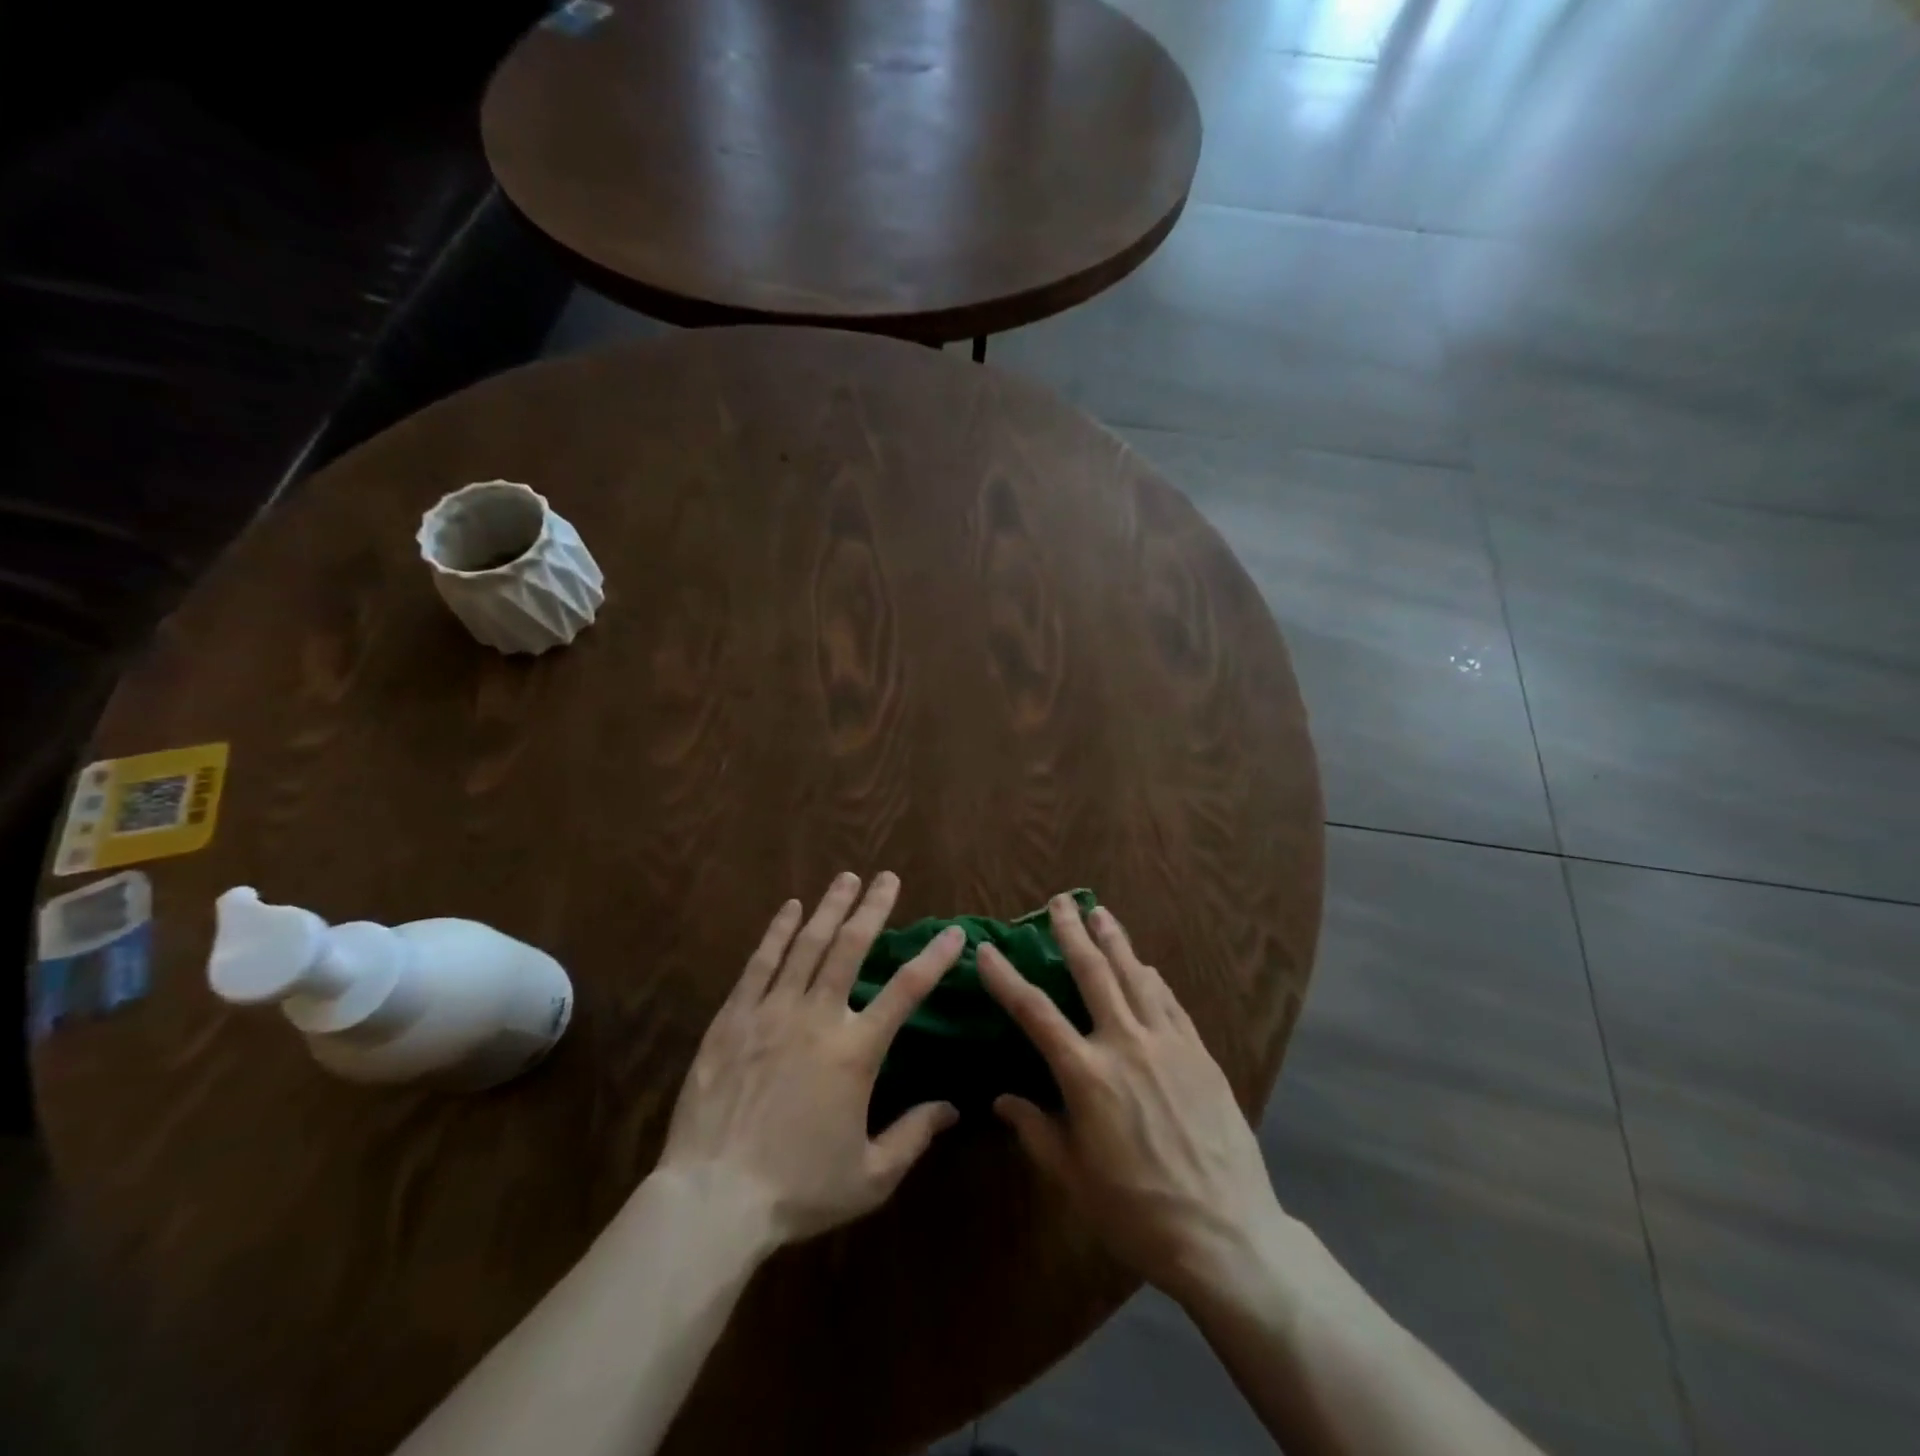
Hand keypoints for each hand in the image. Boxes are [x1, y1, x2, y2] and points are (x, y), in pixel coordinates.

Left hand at [657, 872, 965, 1246]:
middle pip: (851, 948)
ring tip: (846, 878)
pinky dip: (778, 932)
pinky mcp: (733, 1018)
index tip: (952, 932)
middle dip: (873, 908)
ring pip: (807, 945)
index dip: (934, 958)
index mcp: (856, 1052)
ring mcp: (771, 1012)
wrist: (713, 1199)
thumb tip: (952, 1109)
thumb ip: (914, 1136)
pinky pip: (760, 963)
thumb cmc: (797, 1190)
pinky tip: (790, 908)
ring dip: (830, 908)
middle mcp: (818, 1017)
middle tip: (887, 878)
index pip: (907, 991)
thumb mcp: (870, 1177)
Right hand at [979, 897, 1284, 1304]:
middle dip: (1072, 932)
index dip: (1006, 977)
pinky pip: (1170, 1002)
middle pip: (1093, 972)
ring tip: (1101, 912)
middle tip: (1059, 901)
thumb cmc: (1137, 1213)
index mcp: (1086, 1075)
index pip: (1035, 1012)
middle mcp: (1125, 1044)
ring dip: (1115, 940)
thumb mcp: (1073, 1178)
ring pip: (1135, 976)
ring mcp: (1168, 1044)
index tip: (987, 949)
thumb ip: (1036, 1131)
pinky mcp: (1200, 1053)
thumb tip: (1003, 1100)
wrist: (1225, 1234)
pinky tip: (1145, 965)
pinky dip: (1153, 978)